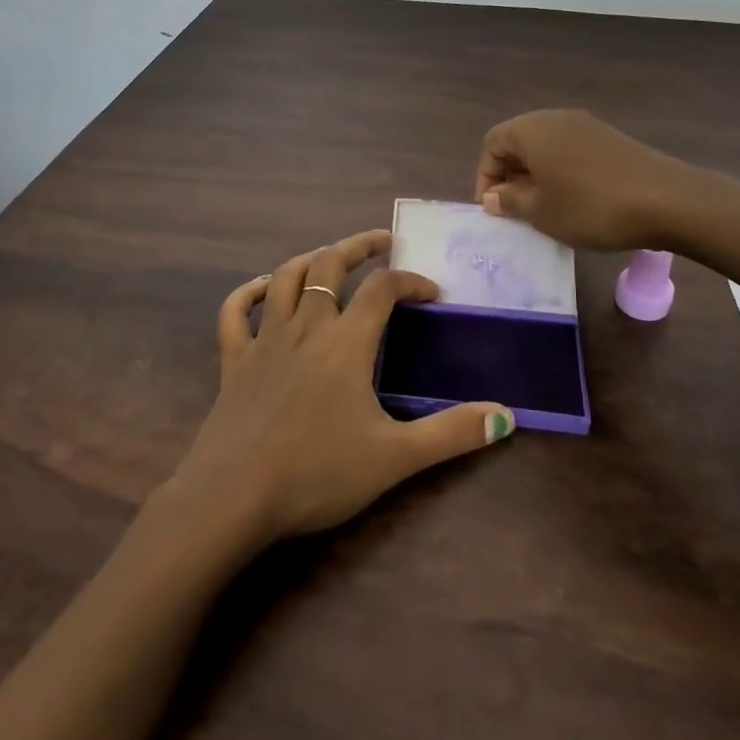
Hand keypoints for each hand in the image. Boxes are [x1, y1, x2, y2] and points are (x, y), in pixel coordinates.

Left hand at [168, 229, 515, 547]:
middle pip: (329, 264)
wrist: (233, 497)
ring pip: (285, 278)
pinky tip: (263, 290)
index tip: (431, 293)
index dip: (410, 281)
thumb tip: (506, 417)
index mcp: (346, 342)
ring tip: (329, 258)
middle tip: (382, 241)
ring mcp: (264, 340)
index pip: (382, 289)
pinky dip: (248, 292)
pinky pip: (234, 312)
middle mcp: (305, 327)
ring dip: (310, 260)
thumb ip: (451, 434)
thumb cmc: (317, 473)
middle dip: (358, 246)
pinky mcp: (233, 360)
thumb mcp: (395, 458)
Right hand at [476, 109, 720, 251]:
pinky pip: (571, 150)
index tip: (494, 209)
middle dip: (510, 175)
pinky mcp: (610, 138)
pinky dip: (562, 171)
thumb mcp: (541, 212)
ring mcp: (586, 125)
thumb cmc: (591, 206)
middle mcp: (555, 118)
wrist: (668, 200)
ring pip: (547, 146)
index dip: (486, 176)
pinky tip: (576, 200)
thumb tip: (494, 196)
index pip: (492, 143)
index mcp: (531, 129)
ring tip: (545, 208)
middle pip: (519, 141)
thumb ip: (510, 201)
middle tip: (515, 209)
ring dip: (537, 174)